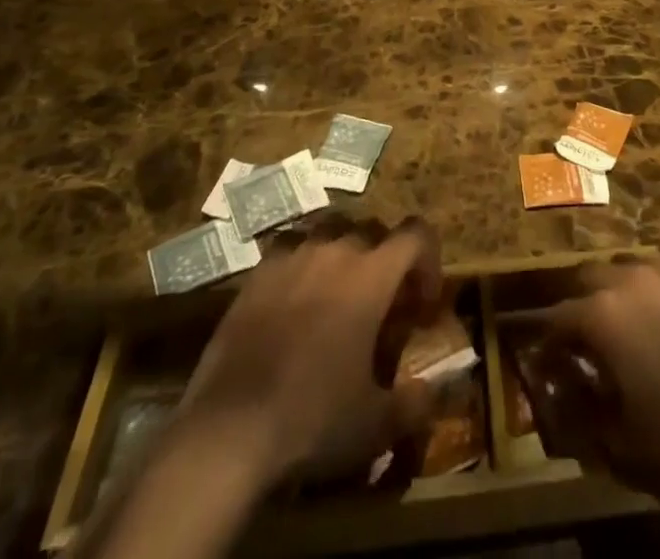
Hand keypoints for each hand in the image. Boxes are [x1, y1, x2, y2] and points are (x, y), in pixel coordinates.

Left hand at [175, 220, 443, 491]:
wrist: (230, 429)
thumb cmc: (314, 418)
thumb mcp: (376, 425)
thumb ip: (413, 404)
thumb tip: (429, 392)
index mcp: (372, 274)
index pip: (416, 234)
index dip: (428, 261)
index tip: (422, 304)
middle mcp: (336, 249)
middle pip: (373, 231)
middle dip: (385, 260)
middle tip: (381, 305)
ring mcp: (293, 255)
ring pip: (331, 231)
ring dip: (343, 255)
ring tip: (337, 296)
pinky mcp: (258, 272)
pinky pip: (291, 247)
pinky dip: (302, 263)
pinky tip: (295, 299)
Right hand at [533, 257, 659, 497]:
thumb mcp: (616, 442)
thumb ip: (580, 409)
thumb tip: (560, 390)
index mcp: (601, 315)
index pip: (558, 319)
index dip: (547, 343)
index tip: (544, 364)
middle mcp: (631, 281)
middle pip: (592, 279)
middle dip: (581, 305)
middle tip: (582, 339)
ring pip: (631, 270)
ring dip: (620, 293)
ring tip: (624, 325)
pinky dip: (657, 295)